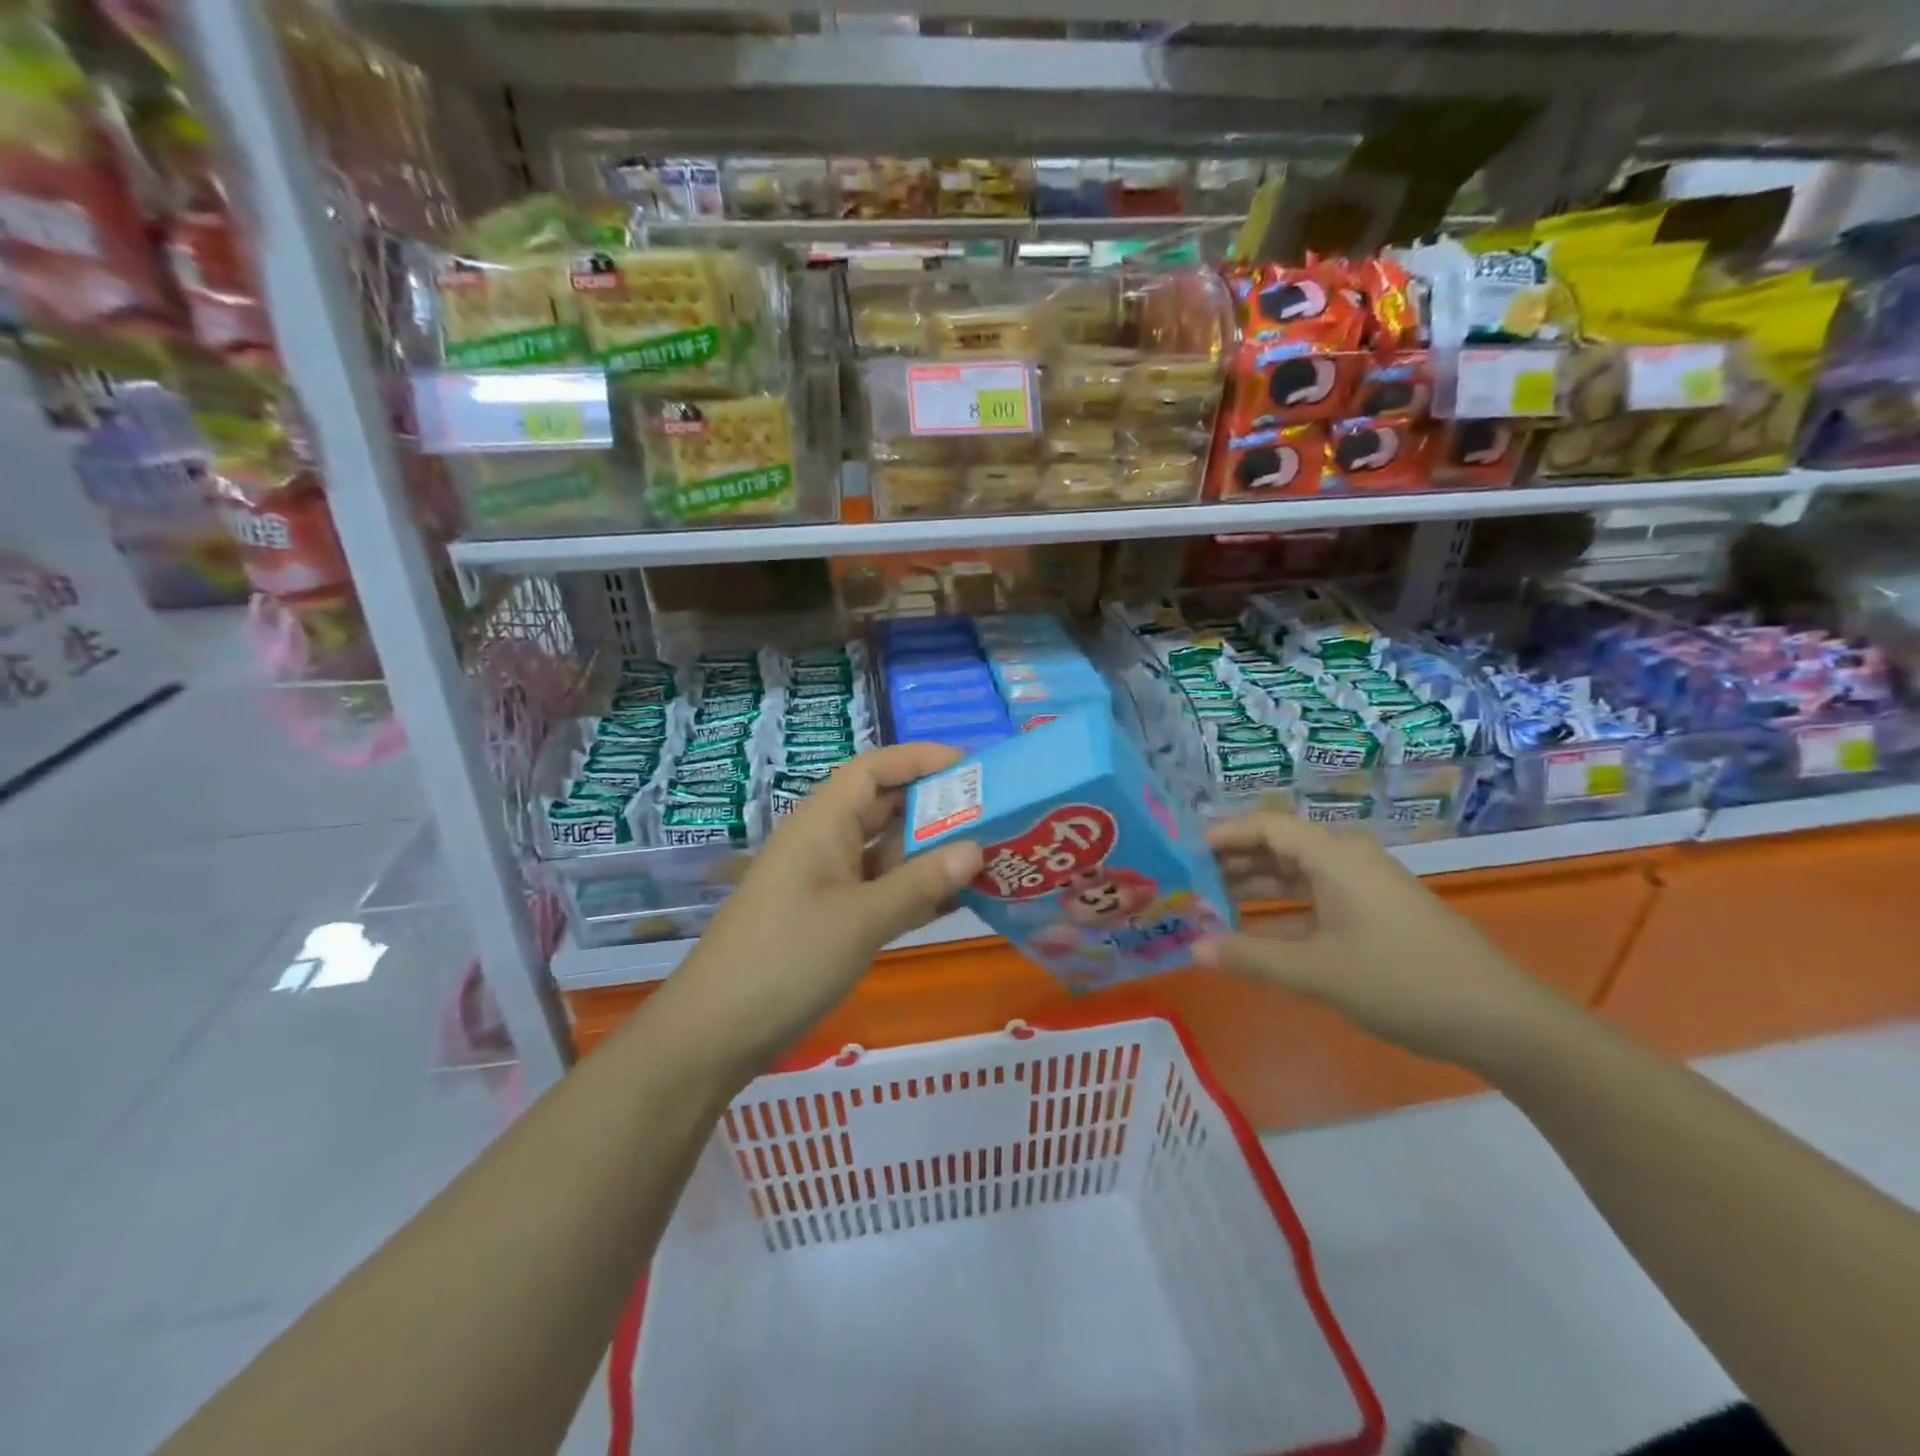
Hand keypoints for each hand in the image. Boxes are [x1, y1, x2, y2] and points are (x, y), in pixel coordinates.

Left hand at [670, 743, 982, 1070]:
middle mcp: (824, 842)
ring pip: (885, 852)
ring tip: (988, 856)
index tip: (972, 766)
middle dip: (936, 807)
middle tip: (994, 814)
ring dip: (930, 853)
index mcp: (822, 822)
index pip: (874, 768)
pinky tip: (955, 901)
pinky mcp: (829, 918)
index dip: (920, 759)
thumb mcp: (861, 919)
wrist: (715, 1032)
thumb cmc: (788, 958)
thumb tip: (976, 848)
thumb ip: (920, 883)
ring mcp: (826, 882)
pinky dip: (913, 890)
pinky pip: (880, 890)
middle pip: (884, 807)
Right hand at [1195, 812, 1568, 1070]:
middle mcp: (1347, 860)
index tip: (1182, 851)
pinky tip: (1253, 931)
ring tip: (1208, 902)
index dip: (1223, 834)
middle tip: (1186, 879)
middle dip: (1232, 861)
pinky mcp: (1373, 913)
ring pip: (1295, 874)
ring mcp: (1363, 887)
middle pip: (1278, 847)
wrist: (1502, 1021)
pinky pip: (1314, 898)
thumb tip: (1191, 948)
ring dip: (1254, 886)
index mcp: (1336, 856)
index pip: (1267, 826)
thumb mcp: (1319, 972)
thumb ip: (1251, 957)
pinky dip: (1281, 910)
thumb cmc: (1404, 982)